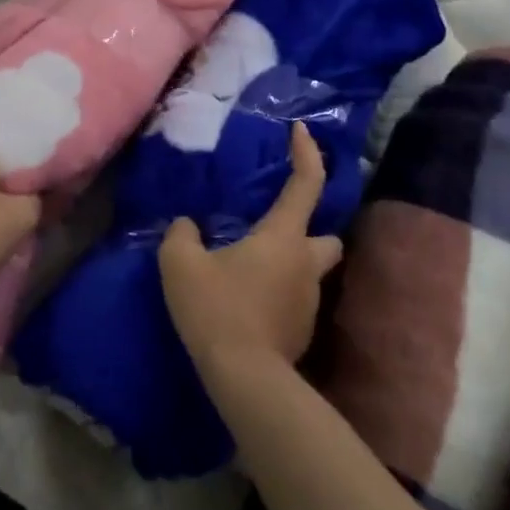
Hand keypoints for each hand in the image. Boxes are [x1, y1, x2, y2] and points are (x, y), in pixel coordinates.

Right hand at [160, 123, 342, 374]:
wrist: (244, 379)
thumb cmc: (217, 308)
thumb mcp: (181, 264)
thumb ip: (181, 235)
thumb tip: (187, 226)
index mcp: (283, 237)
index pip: (306, 183)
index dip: (307, 153)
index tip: (302, 131)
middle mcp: (306, 264)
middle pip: (328, 235)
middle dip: (311, 228)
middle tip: (277, 228)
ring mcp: (309, 302)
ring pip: (311, 271)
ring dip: (291, 264)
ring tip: (253, 268)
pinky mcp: (303, 333)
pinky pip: (295, 301)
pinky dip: (279, 294)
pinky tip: (250, 303)